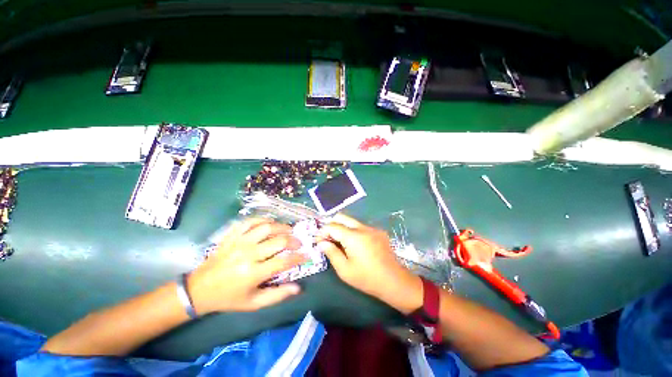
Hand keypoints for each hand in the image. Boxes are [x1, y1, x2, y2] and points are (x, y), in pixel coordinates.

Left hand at [188, 218, 305, 314]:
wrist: (199, 289)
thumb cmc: (229, 298)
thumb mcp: (254, 303)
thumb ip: (277, 295)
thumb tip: (298, 288)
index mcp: (253, 273)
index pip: (283, 261)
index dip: (298, 257)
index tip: (306, 254)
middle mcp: (248, 255)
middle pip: (278, 241)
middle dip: (294, 240)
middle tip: (299, 243)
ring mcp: (238, 242)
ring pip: (266, 227)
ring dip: (282, 227)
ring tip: (288, 230)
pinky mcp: (231, 236)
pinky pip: (249, 221)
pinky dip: (263, 220)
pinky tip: (270, 223)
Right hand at [318, 214, 422, 314]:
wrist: (394, 281)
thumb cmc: (367, 278)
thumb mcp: (345, 270)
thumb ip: (331, 253)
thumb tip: (322, 243)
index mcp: (353, 236)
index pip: (332, 226)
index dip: (322, 231)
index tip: (318, 241)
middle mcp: (363, 227)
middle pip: (342, 217)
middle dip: (331, 225)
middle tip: (327, 238)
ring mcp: (372, 228)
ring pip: (352, 221)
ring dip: (342, 228)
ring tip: (339, 242)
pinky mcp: (378, 232)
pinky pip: (361, 226)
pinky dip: (353, 231)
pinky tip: (354, 245)